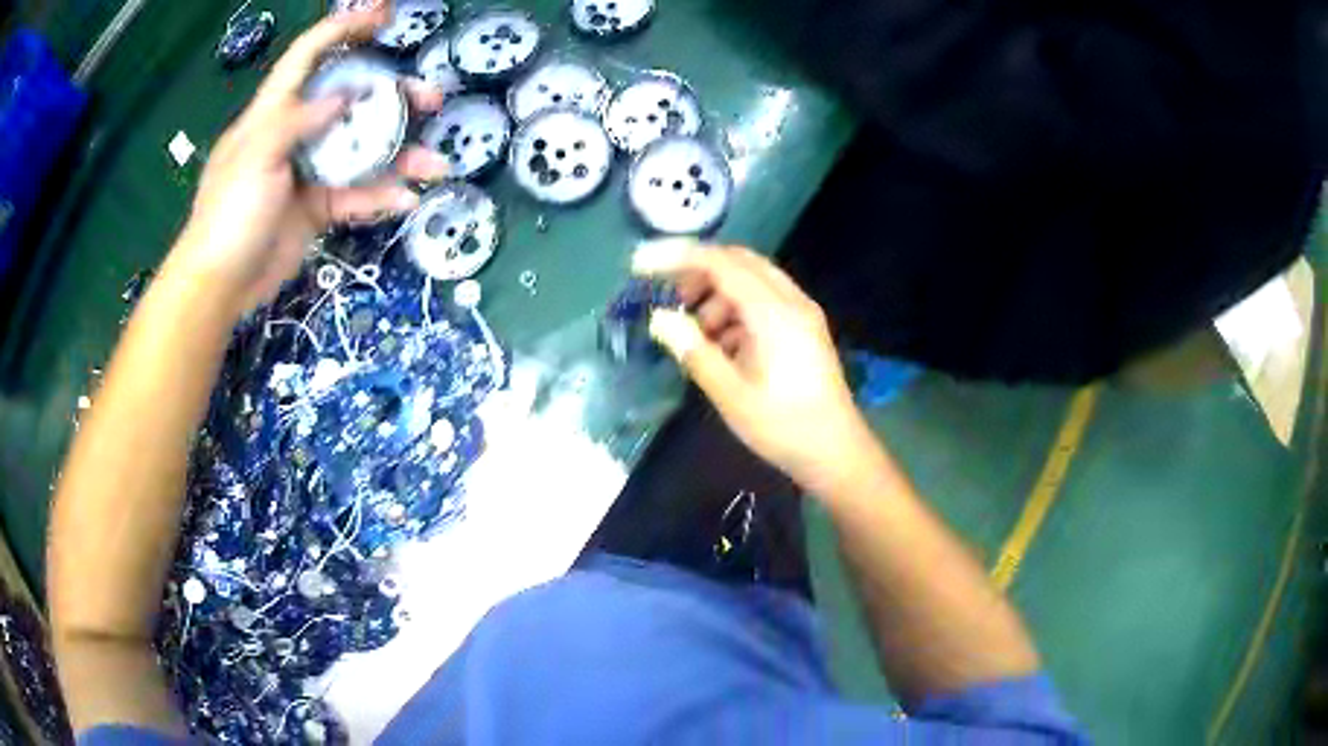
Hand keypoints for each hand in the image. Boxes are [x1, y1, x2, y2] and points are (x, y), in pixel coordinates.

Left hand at [171, 4, 448, 314]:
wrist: (220, 285)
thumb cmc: (228, 214)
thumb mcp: (255, 155)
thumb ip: (298, 119)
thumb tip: (346, 95)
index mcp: (274, 112)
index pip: (310, 56)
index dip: (344, 29)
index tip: (384, 17)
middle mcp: (297, 133)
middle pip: (351, 102)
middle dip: (392, 96)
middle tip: (431, 100)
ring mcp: (309, 171)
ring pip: (362, 151)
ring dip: (400, 155)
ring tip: (436, 163)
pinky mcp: (318, 207)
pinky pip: (356, 195)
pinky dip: (381, 197)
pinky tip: (405, 200)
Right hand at [633, 239, 880, 493]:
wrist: (836, 453)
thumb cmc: (783, 427)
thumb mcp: (731, 394)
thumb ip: (694, 351)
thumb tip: (659, 318)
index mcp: (774, 313)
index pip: (721, 264)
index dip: (677, 257)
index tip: (640, 265)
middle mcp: (791, 301)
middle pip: (738, 261)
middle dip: (697, 270)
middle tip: (666, 294)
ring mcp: (801, 313)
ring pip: (751, 280)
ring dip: (716, 294)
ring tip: (693, 330)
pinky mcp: (803, 328)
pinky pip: (763, 301)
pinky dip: (735, 310)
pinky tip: (720, 344)